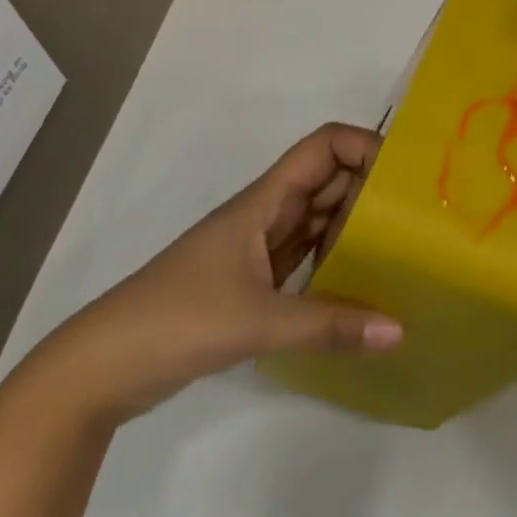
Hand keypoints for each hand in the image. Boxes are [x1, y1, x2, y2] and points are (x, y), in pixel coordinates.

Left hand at [30, 124, 401, 424]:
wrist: (98, 371)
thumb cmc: (175, 321)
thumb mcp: (257, 321)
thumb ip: (329, 325)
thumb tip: (399, 330)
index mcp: (263, 201)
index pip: (323, 147)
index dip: (365, 145)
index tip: (404, 175)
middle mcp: (266, 215)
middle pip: (329, 181)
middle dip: (372, 190)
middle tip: (419, 216)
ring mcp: (259, 249)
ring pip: (320, 220)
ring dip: (357, 227)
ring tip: (404, 247)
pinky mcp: (254, 283)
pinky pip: (308, 257)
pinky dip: (336, 263)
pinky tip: (365, 285)